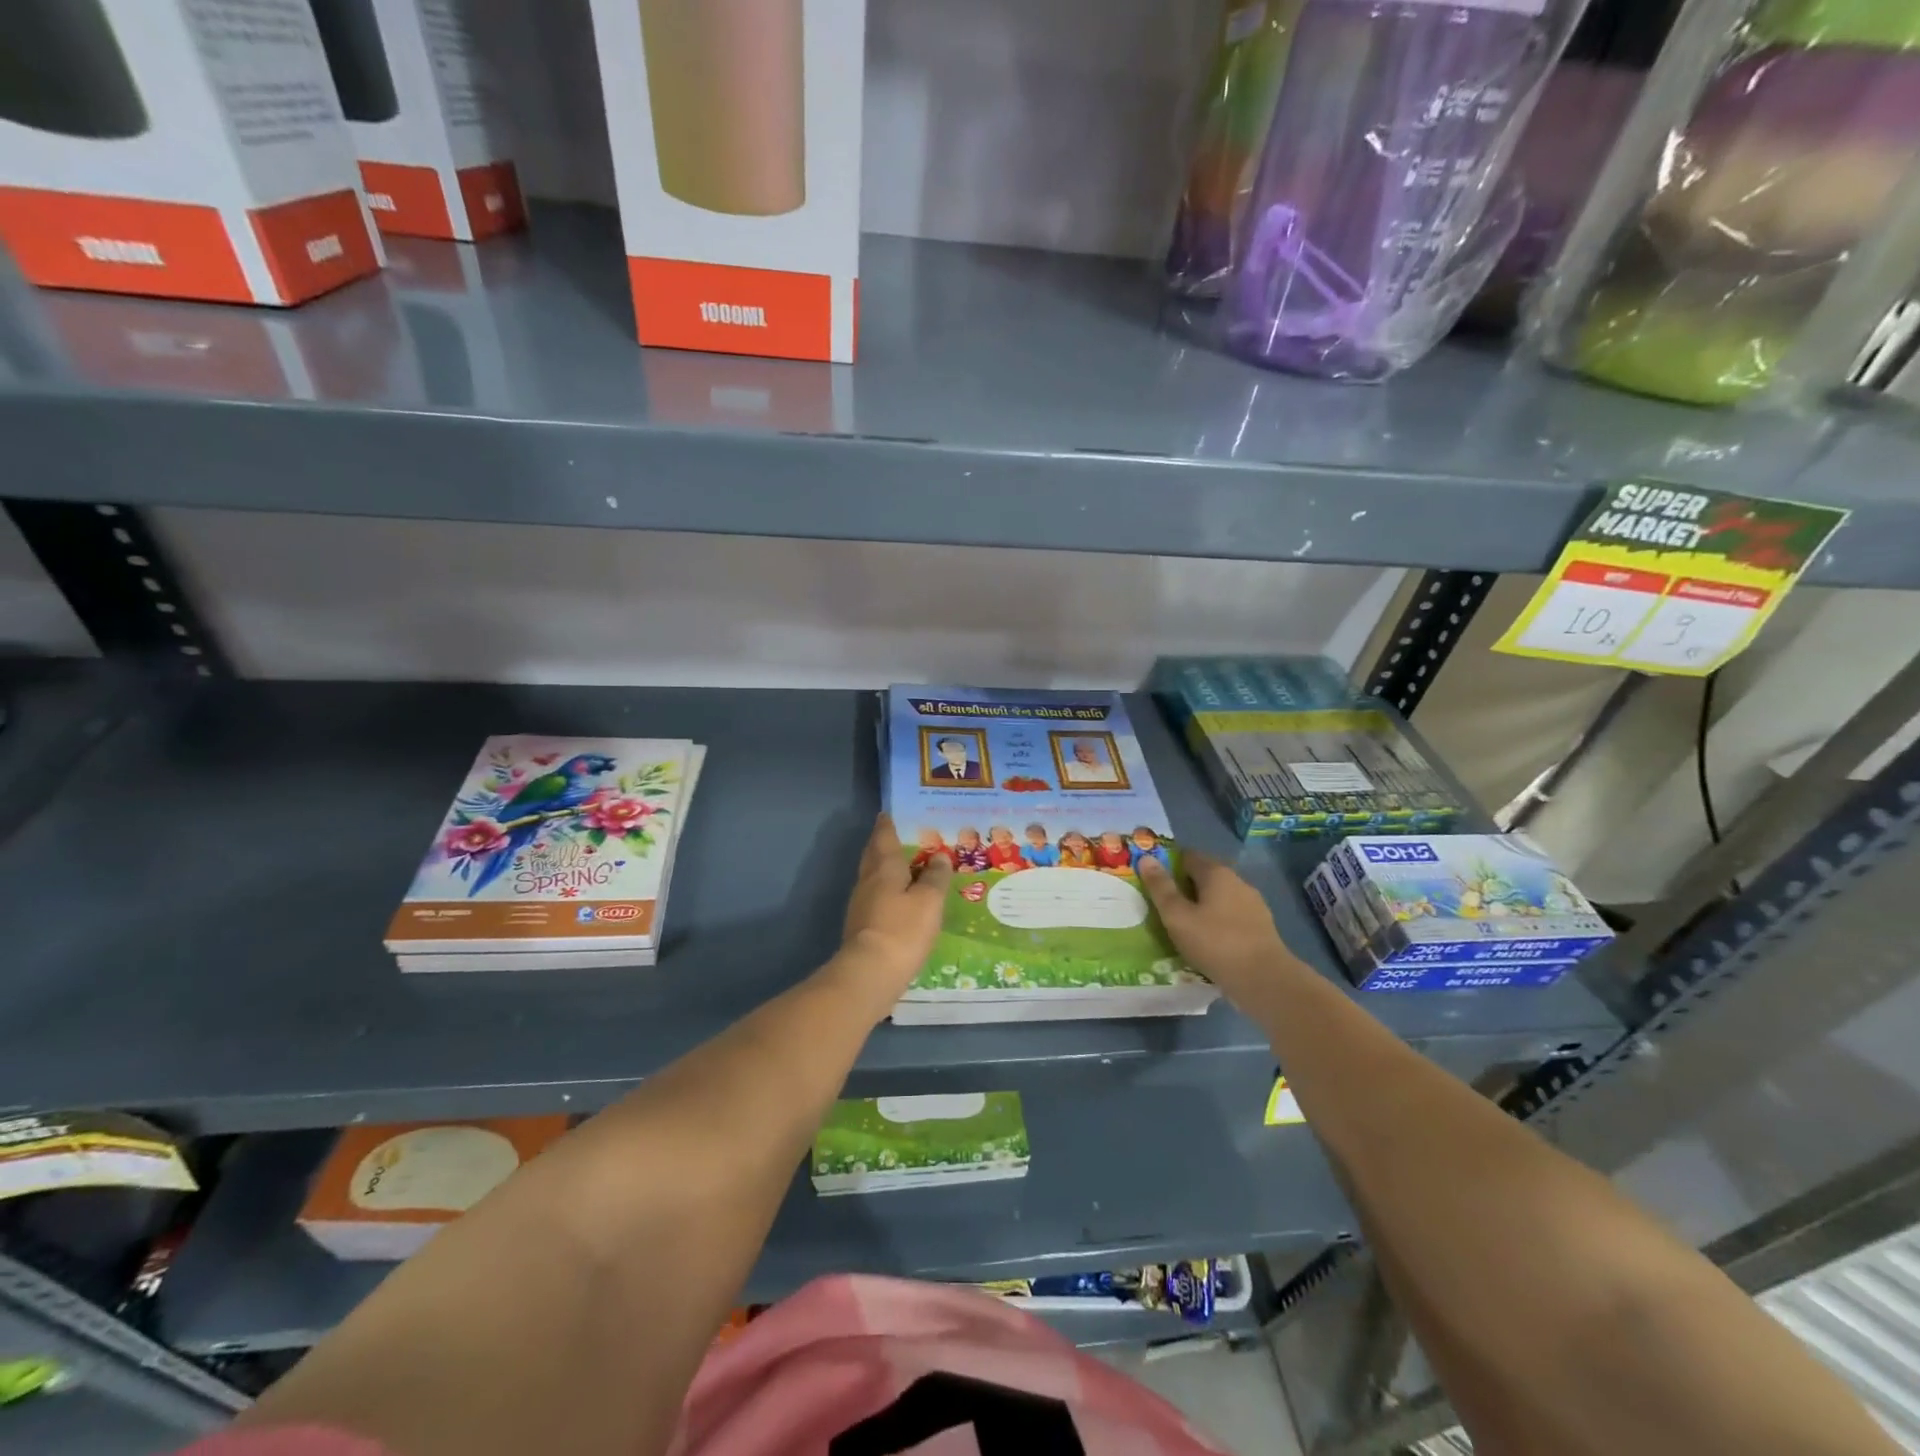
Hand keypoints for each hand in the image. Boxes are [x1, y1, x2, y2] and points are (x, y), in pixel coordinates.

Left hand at [830, 814, 952, 1015]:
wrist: (869, 974)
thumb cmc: (902, 929)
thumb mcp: (929, 901)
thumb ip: (935, 877)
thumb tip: (939, 856)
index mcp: (884, 867)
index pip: (884, 837)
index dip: (887, 824)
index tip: (889, 814)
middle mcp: (868, 880)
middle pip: (874, 855)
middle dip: (884, 844)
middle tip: (899, 836)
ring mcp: (861, 904)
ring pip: (874, 877)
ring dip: (886, 868)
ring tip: (906, 867)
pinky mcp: (862, 926)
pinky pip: (876, 897)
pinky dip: (887, 891)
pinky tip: (900, 900)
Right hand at [1138, 852, 1296, 1001]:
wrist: (1265, 980)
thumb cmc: (1215, 943)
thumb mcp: (1177, 916)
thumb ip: (1161, 888)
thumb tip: (1146, 858)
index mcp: (1217, 873)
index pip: (1188, 856)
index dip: (1168, 865)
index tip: (1153, 882)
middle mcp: (1238, 881)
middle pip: (1205, 877)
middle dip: (1184, 888)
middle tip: (1164, 907)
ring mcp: (1253, 904)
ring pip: (1219, 899)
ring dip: (1201, 908)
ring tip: (1183, 928)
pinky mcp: (1261, 927)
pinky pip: (1231, 917)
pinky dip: (1217, 924)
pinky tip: (1208, 942)